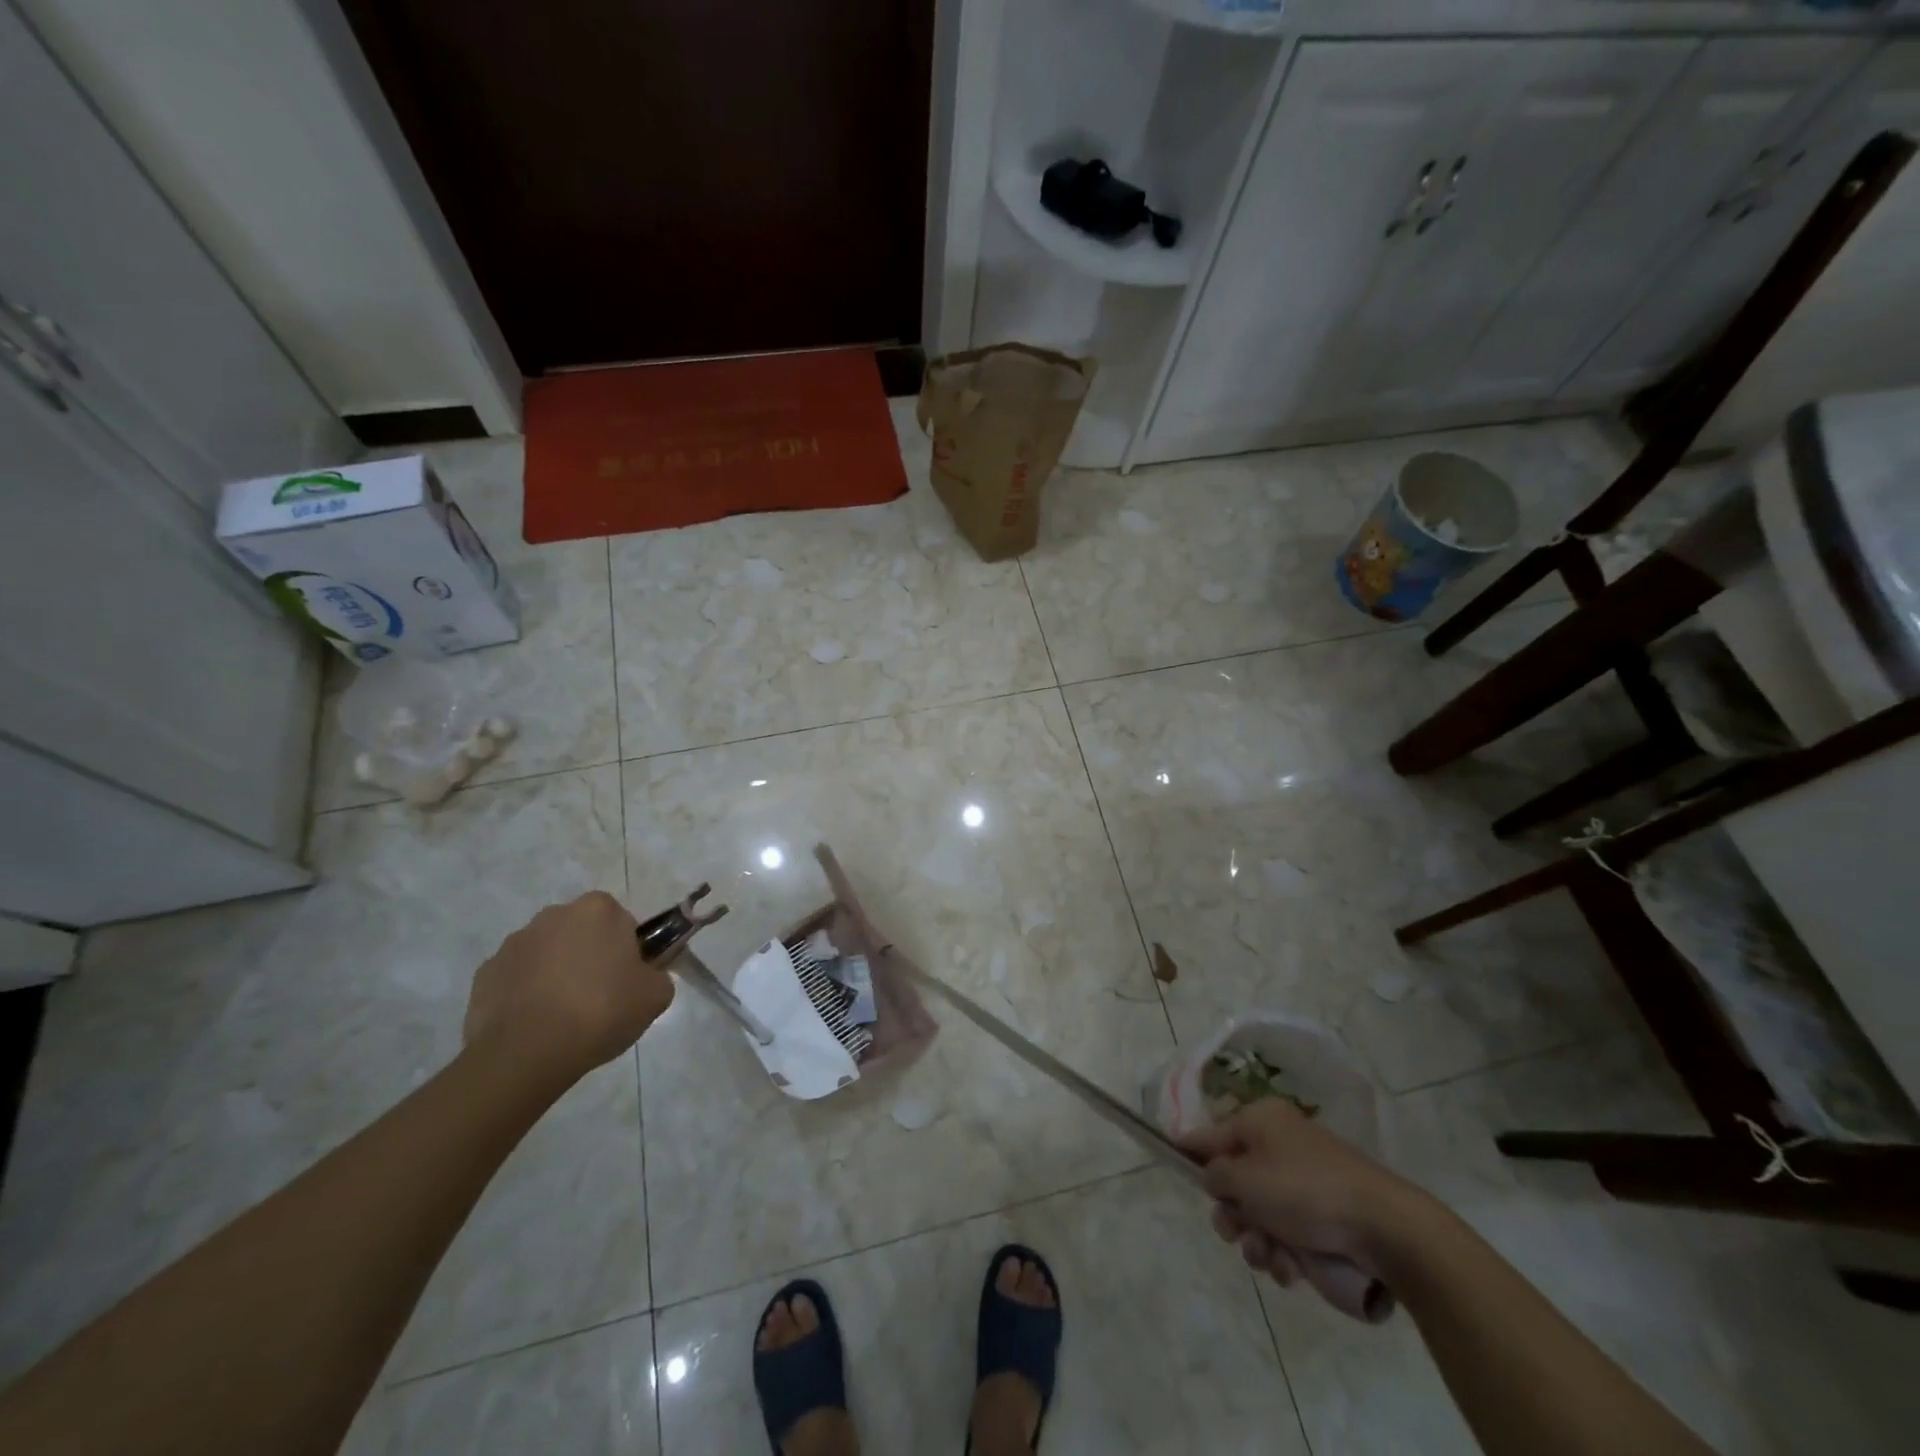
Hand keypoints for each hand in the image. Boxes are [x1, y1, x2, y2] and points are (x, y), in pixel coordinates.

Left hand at [463, 891, 673, 1082]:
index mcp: (597, 910)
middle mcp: (553, 915)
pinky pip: (517, 979)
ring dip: (556, 974)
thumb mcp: (656, 995)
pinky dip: (526, 995)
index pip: (622, 921)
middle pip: (582, 933)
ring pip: (547, 954)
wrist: (527, 1054)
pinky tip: (536, 1025)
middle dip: (590, 957)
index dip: (628, 950)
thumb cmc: (600, 1011)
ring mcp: (514, 943)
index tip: (628, 980)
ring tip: (564, 1018)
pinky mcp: (485, 974)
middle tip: (601, 998)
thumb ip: (658, 975)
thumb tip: (645, 976)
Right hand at [1178, 1100, 1423, 1286]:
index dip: (1189, 1150)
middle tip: (1235, 1231)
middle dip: (1232, 1213)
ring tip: (1271, 1255)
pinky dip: (1283, 1253)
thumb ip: (1215, 1174)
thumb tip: (1211, 1174)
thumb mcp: (1245, 1178)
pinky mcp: (1322, 1219)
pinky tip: (1292, 1268)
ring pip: (1258, 1214)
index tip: (1169, 1161)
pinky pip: (1286, 1234)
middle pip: (1234, 1180)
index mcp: (1261, 1121)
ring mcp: (1302, 1184)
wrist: (1383, 1229)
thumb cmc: (1304, 1191)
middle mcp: (1279, 1146)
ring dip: (1256, 1240)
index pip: (1211, 1133)